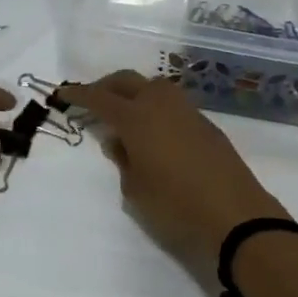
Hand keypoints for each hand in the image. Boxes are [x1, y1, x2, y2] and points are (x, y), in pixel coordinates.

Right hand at [62, 71, 290, 271]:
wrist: (235, 215)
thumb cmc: (175, 205)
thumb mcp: (135, 189)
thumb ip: (123, 159)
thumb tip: (120, 141)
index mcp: (136, 118)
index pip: (100, 98)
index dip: (79, 95)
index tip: (62, 94)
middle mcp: (161, 104)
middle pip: (128, 81)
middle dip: (107, 86)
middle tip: (92, 99)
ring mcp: (187, 111)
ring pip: (153, 87)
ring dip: (134, 92)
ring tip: (124, 114)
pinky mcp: (206, 124)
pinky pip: (172, 104)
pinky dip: (155, 107)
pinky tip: (153, 130)